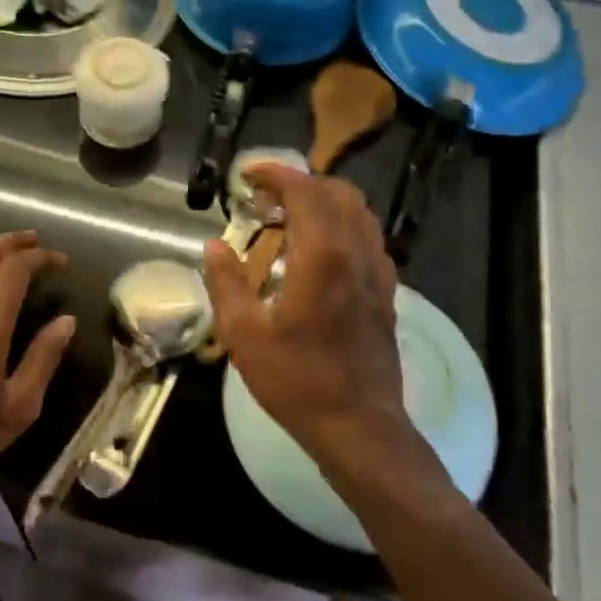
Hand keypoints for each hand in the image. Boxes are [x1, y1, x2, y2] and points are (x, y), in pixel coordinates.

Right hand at [202, 167, 408, 465]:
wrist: (359, 426)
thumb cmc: (297, 380)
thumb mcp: (244, 335)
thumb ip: (226, 283)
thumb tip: (215, 246)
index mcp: (322, 256)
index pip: (305, 191)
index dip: (276, 174)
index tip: (248, 175)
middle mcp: (356, 253)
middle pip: (338, 193)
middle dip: (302, 183)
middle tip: (266, 197)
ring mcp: (377, 273)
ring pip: (359, 213)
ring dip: (325, 202)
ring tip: (290, 218)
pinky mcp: (386, 293)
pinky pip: (368, 239)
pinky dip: (343, 226)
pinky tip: (319, 252)